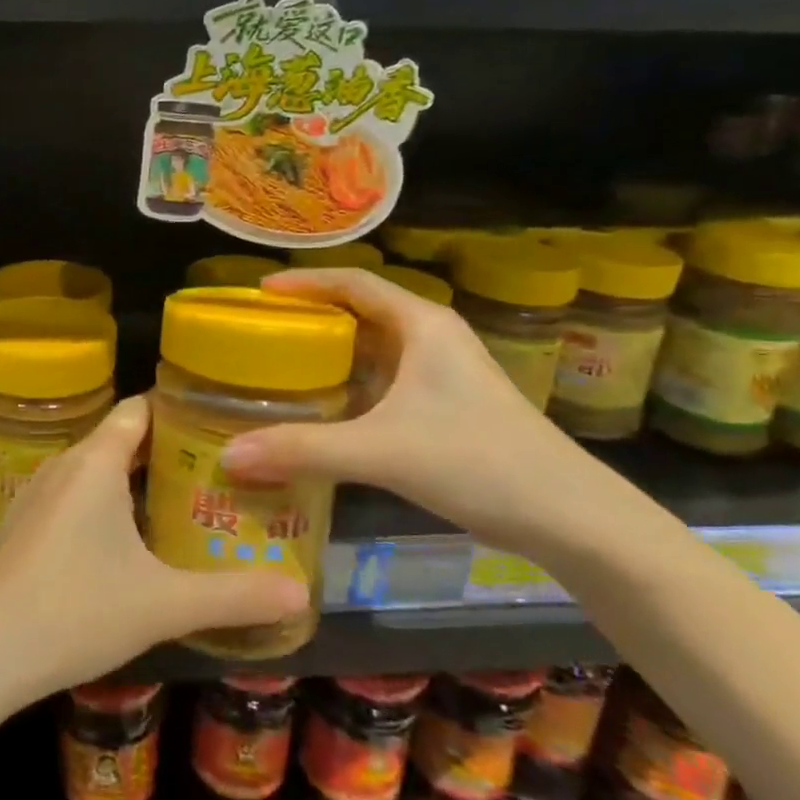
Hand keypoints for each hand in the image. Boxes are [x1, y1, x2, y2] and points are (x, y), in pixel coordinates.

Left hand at [0, 396, 306, 702]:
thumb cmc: (75, 612)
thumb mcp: (164, 605)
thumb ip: (234, 597)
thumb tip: (302, 594)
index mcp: (96, 462)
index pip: (140, 409)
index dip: (179, 410)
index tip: (223, 425)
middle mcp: (64, 466)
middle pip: (121, 439)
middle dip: (168, 452)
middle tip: (220, 473)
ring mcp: (37, 495)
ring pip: (97, 470)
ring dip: (137, 481)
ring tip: (185, 504)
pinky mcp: (24, 526)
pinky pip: (75, 497)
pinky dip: (107, 504)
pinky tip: (130, 544)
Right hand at [218, 269, 585, 551]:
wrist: (570, 516)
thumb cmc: (477, 461)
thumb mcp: (381, 451)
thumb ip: (303, 450)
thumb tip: (229, 456)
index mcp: (422, 325)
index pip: (354, 282)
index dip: (304, 282)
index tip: (258, 294)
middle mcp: (432, 339)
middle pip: (360, 312)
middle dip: (311, 319)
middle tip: (259, 334)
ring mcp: (443, 374)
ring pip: (374, 350)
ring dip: (330, 356)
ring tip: (279, 369)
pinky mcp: (447, 407)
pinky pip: (385, 383)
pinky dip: (350, 388)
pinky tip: (324, 413)